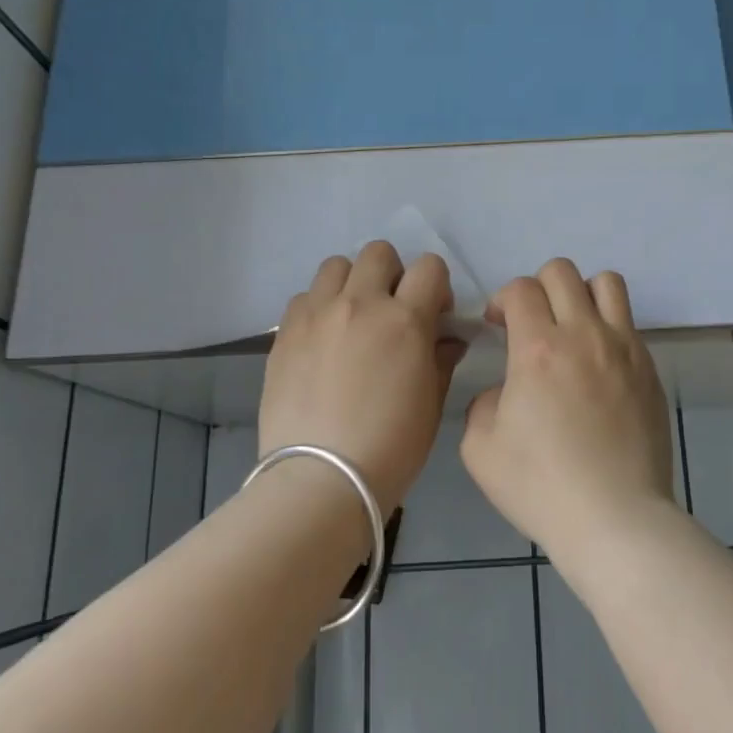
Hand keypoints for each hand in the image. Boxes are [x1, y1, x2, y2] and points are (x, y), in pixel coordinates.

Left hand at [260, 242, 460, 512]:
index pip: (429, 267)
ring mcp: (317, 315)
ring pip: (336, 266)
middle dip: (392, 275)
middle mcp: (360, 304)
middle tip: (391, 312)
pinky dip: (318, 309)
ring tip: (352, 319)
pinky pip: (303, 298)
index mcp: (405, 320)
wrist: (322, 479)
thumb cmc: (392, 447)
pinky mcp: (285, 333)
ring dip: (351, 284)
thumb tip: (446, 338)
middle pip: (378, 253)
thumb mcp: (432, 403)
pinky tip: (322, 341)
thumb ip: (441, 359)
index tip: (433, 314)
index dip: (435, 285)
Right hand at [460, 258, 677, 562]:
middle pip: (563, 272)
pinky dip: (608, 327)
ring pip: (607, 283)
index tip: (496, 325)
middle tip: (530, 323)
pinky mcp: (650, 370)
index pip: (520, 289)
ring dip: (581, 294)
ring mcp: (624, 349)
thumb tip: (505, 392)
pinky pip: (629, 324)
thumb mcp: (480, 449)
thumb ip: (483, 404)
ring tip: (572, 328)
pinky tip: (598, 366)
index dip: (501, 299)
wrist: (615, 518)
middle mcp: (584, 335)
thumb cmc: (541, 486)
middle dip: (538, 287)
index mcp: (538, 348)